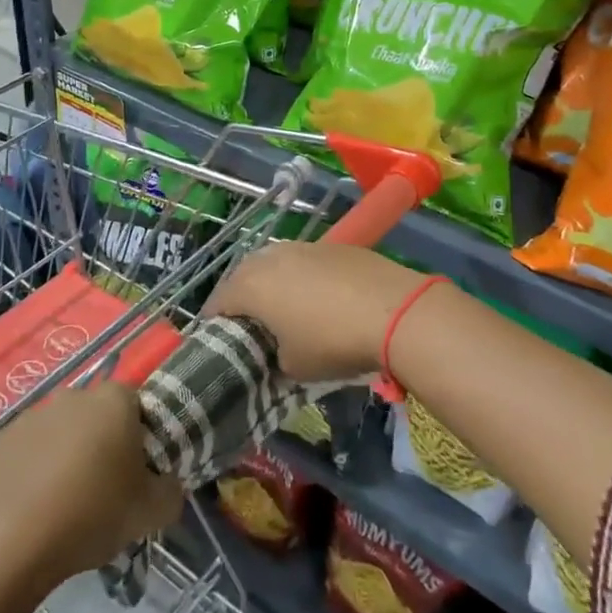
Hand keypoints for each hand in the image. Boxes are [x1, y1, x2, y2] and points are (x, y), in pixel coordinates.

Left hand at [0, 383, 182, 585]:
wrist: (8, 542)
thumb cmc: (92, 514)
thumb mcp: (152, 513)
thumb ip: (171, 492)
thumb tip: (168, 485)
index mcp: (113, 401)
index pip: (136, 405)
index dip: (139, 437)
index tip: (137, 474)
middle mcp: (72, 397)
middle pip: (95, 418)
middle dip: (100, 446)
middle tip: (103, 492)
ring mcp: (30, 417)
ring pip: (58, 435)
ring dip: (63, 459)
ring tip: (63, 508)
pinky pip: (24, 455)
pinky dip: (30, 475)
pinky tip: (30, 512)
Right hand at [204, 241, 443, 382]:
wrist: (395, 311)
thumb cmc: (332, 341)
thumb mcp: (293, 367)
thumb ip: (273, 357)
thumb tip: (278, 350)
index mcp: (250, 285)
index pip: (217, 303)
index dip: (216, 324)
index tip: (222, 343)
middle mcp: (270, 257)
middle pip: (244, 277)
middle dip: (243, 299)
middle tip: (253, 326)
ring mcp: (303, 246)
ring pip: (275, 264)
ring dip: (275, 284)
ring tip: (287, 310)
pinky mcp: (333, 246)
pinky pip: (306, 262)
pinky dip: (304, 279)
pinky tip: (322, 299)